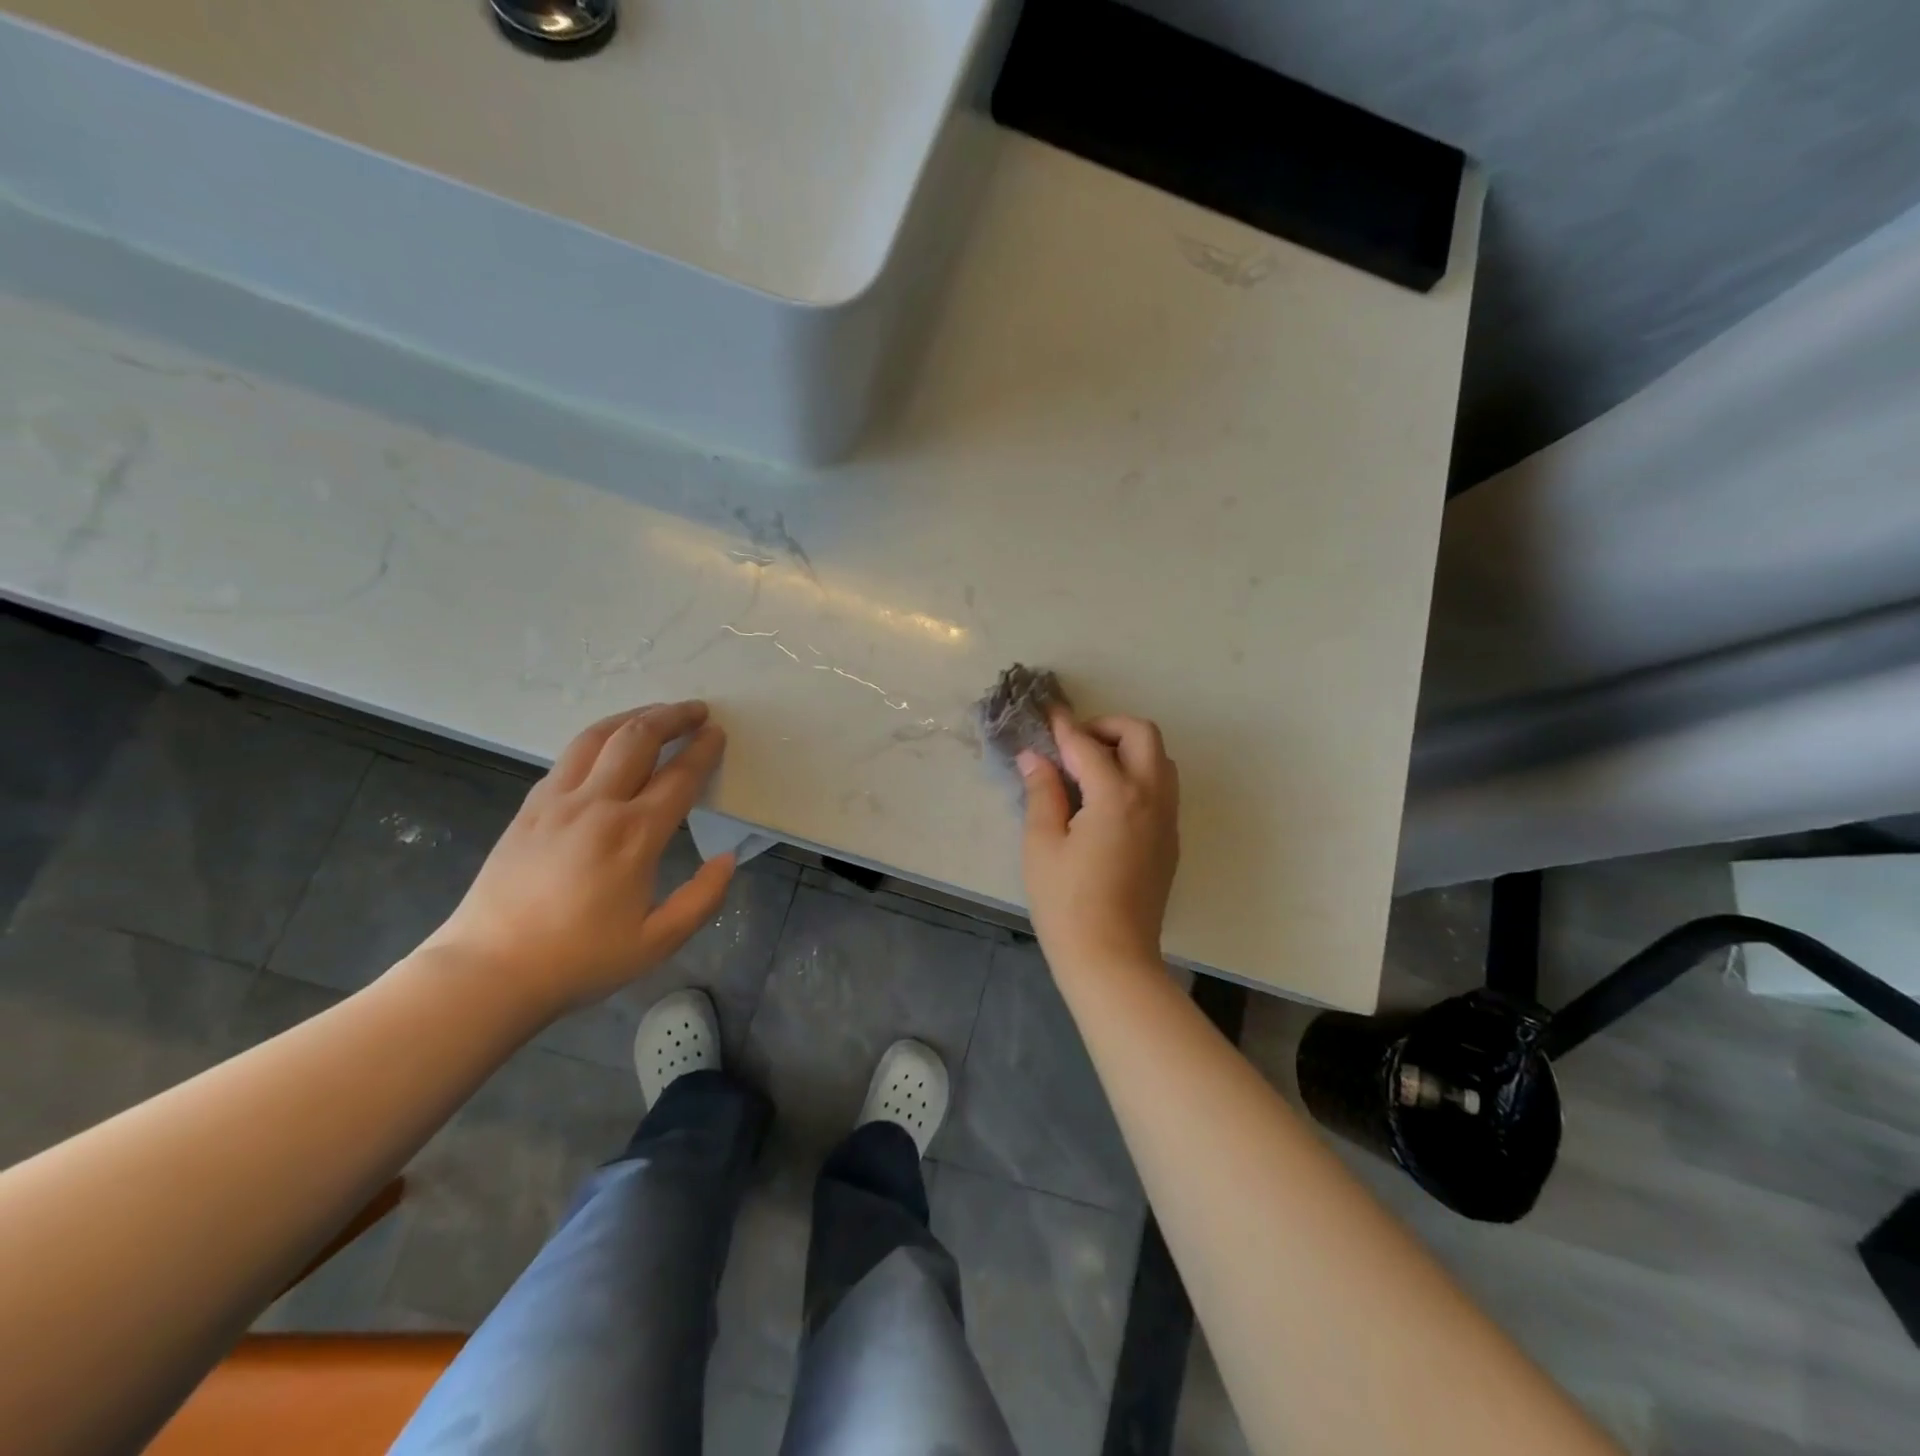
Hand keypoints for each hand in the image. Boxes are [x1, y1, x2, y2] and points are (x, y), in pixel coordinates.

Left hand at [420, 701, 733, 1017]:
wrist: (488, 971)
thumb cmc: (579, 960)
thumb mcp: (657, 942)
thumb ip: (702, 899)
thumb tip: (727, 860)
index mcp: (634, 836)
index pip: (678, 776)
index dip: (703, 750)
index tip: (718, 733)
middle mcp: (596, 805)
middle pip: (637, 739)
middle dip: (672, 717)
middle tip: (696, 710)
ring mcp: (556, 802)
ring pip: (597, 737)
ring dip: (633, 717)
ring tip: (655, 714)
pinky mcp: (529, 809)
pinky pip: (568, 758)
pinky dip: (598, 739)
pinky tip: (607, 747)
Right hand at [1019, 711, 1179, 972]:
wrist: (1112, 958)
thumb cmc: (1067, 903)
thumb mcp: (1042, 844)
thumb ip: (1042, 793)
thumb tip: (1034, 758)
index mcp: (1117, 796)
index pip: (1088, 745)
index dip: (1064, 727)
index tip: (1047, 714)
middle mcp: (1151, 799)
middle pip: (1143, 735)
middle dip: (1108, 726)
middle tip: (1074, 744)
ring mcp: (1167, 820)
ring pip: (1160, 760)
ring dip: (1128, 749)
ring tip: (1091, 769)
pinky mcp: (1170, 841)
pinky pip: (1162, 789)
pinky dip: (1139, 775)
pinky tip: (1107, 800)